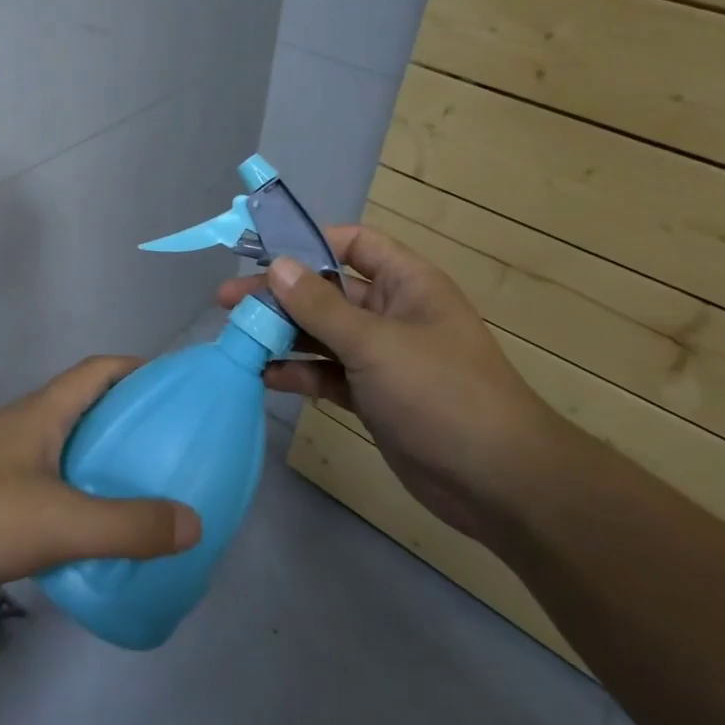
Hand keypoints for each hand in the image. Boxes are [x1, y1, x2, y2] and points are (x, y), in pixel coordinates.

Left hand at [0, 357, 202, 612]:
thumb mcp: (58, 522)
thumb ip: (127, 525)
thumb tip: (194, 522)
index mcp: (43, 412)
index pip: (100, 369)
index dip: (140, 369)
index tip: (177, 389)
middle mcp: (24, 426)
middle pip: (86, 406)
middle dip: (129, 419)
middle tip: (171, 448)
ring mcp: (2, 460)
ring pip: (65, 447)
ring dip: (102, 460)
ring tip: (142, 491)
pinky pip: (46, 483)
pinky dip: (76, 495)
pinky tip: (90, 532)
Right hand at [217, 227, 562, 538]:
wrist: (496, 482)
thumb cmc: (440, 393)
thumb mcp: (375, 343)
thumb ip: (320, 306)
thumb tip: (277, 266)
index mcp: (406, 283)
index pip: (354, 243)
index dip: (309, 242)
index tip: (261, 253)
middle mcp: (391, 312)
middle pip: (326, 291)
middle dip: (280, 295)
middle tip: (227, 302)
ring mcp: (381, 356)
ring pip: (322, 334)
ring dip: (282, 335)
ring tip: (237, 338)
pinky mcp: (372, 395)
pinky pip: (327, 373)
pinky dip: (299, 373)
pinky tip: (264, 376)